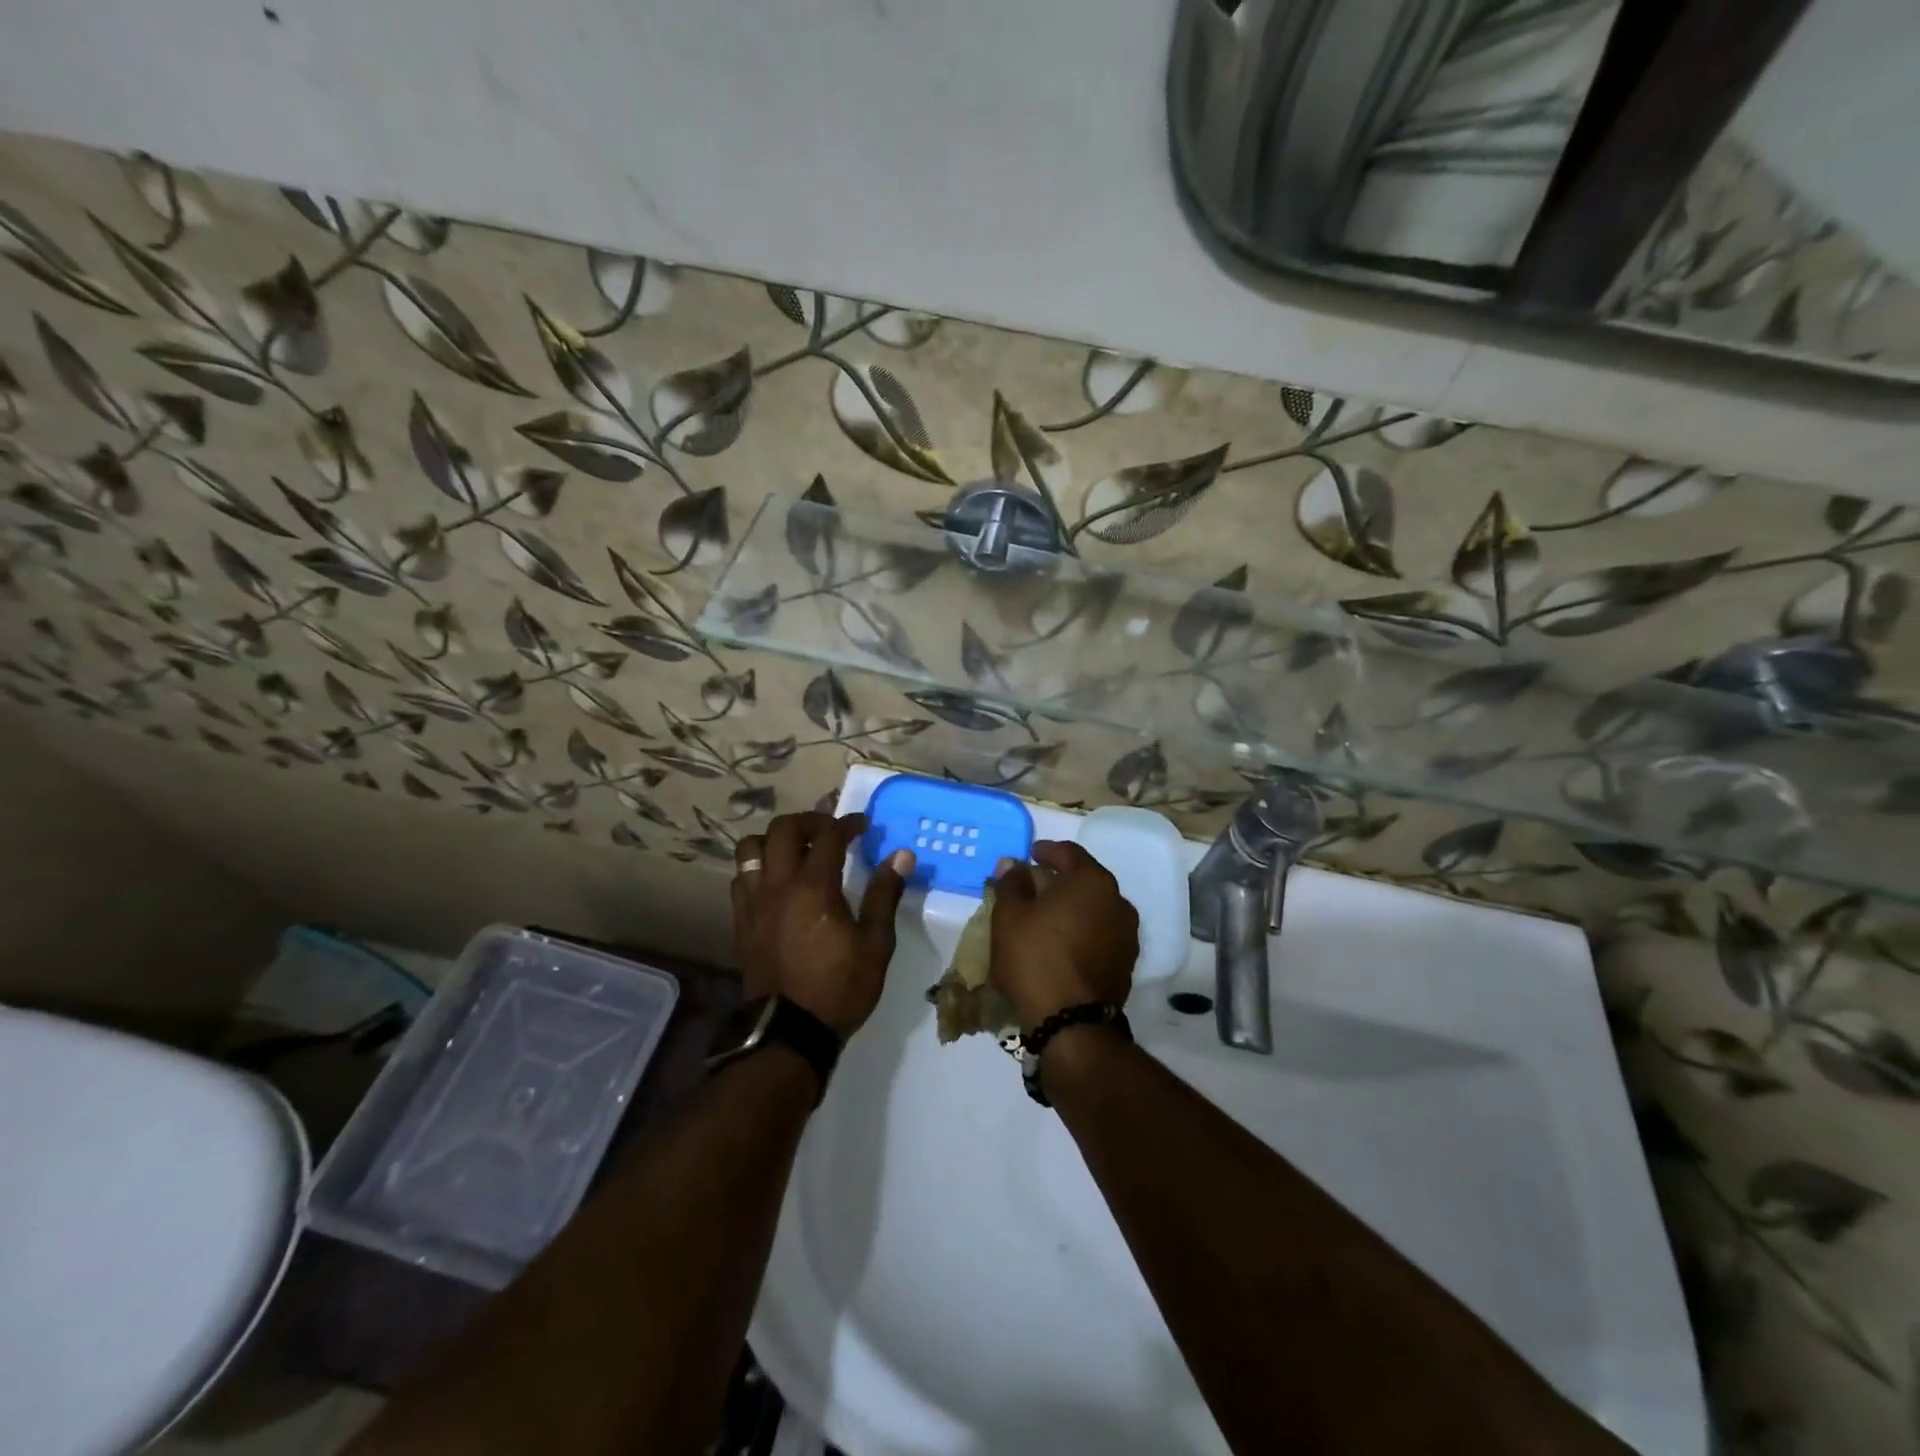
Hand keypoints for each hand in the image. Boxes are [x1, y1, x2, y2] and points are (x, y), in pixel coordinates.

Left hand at [732, 812, 912, 1038]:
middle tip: (829, 830)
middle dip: (808, 820)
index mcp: (814, 887)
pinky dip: (757, 868)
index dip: (847, 824)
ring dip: (774, 840)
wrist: (790, 1032)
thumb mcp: (875, 944)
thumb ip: (884, 894)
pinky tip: (775, 882)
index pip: (828, 835)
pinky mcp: (741, 922)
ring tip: (795, 851)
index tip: (863, 826)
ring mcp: (754, 903)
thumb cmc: (840, 987)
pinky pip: (740, 878)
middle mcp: (779, 886)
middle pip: (783, 830)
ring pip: (751, 848)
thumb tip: (901, 855)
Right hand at [989, 841, 1138, 1032]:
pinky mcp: (1126, 963)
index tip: (1031, 854)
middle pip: (1085, 880)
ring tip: (1046, 917)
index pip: (1069, 853)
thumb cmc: (1036, 958)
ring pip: (1095, 908)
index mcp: (1092, 882)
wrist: (1072, 1024)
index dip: (1047, 850)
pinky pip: (1101, 934)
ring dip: (1072, 907)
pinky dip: (1082, 930)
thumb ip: (1012, 883)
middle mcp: (1118, 902)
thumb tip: (1014, 864)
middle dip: (1060, 880)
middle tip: (1034, 885)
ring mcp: (1127, 934)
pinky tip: (1062, 942)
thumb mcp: (1010, 916)